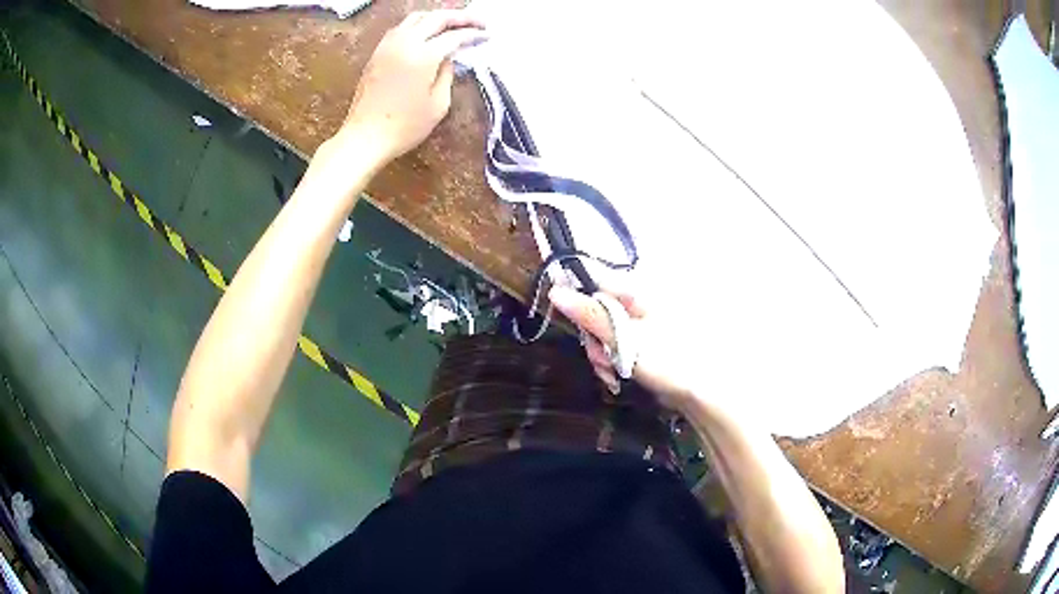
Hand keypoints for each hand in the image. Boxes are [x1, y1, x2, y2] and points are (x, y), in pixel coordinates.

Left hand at [334, 10, 486, 165]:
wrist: (364, 137)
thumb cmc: (404, 127)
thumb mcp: (438, 104)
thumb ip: (447, 75)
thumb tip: (448, 59)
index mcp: (423, 56)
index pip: (454, 36)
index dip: (473, 34)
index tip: (487, 36)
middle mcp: (405, 43)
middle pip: (436, 18)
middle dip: (460, 17)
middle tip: (477, 22)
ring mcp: (388, 46)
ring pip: (416, 18)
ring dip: (437, 17)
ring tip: (453, 24)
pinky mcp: (377, 53)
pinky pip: (401, 28)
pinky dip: (419, 25)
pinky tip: (426, 33)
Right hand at [549, 284, 706, 413]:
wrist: (701, 390)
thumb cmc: (666, 360)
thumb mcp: (623, 338)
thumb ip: (589, 315)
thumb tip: (555, 291)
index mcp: (636, 290)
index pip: (594, 281)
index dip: (578, 302)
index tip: (574, 327)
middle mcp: (638, 300)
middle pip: (597, 310)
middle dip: (593, 339)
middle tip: (602, 361)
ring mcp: (642, 321)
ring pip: (605, 330)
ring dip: (602, 354)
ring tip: (612, 374)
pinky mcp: (645, 339)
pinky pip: (618, 343)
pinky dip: (613, 360)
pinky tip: (618, 377)